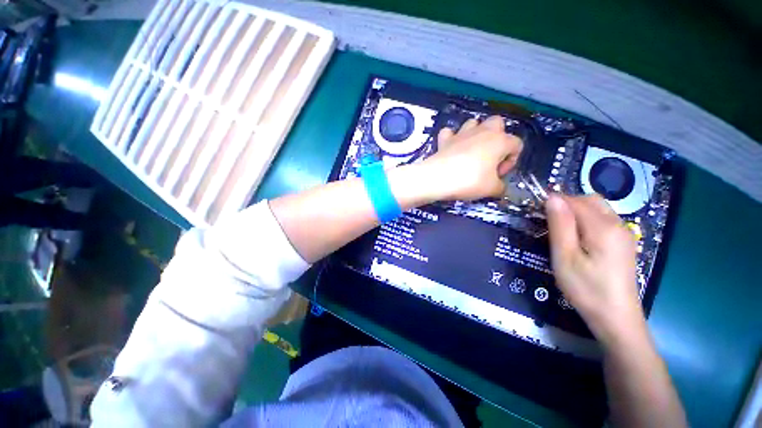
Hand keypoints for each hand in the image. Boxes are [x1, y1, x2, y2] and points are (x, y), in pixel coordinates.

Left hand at [419, 116, 522, 200]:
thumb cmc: (469, 181)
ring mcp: (461, 133)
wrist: (438, 178)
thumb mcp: (491, 189)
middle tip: (489, 158)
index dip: (511, 161)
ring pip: (473, 123)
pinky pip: (449, 133)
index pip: (517, 144)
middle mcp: (482, 131)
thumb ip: (501, 187)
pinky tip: (451, 149)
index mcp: (500, 141)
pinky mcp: (445, 139)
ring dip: (475, 134)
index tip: (498, 175)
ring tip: (471, 152)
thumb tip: (500, 188)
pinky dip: (451, 138)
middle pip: (497, 123)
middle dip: (498, 138)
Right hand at [545, 194, 644, 344]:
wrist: (616, 318)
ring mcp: (624, 234)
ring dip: (576, 212)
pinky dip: (587, 220)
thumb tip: (552, 198)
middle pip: (590, 200)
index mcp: (603, 227)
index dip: (554, 202)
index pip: (575, 201)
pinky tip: (578, 238)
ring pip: (598, 209)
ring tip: (561, 230)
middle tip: (548, 221)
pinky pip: (603, 220)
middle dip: (567, 204)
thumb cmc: (586, 289)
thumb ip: (560, 225)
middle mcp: (618, 225)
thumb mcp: (565, 257)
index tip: (536, 212)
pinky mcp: (624, 243)